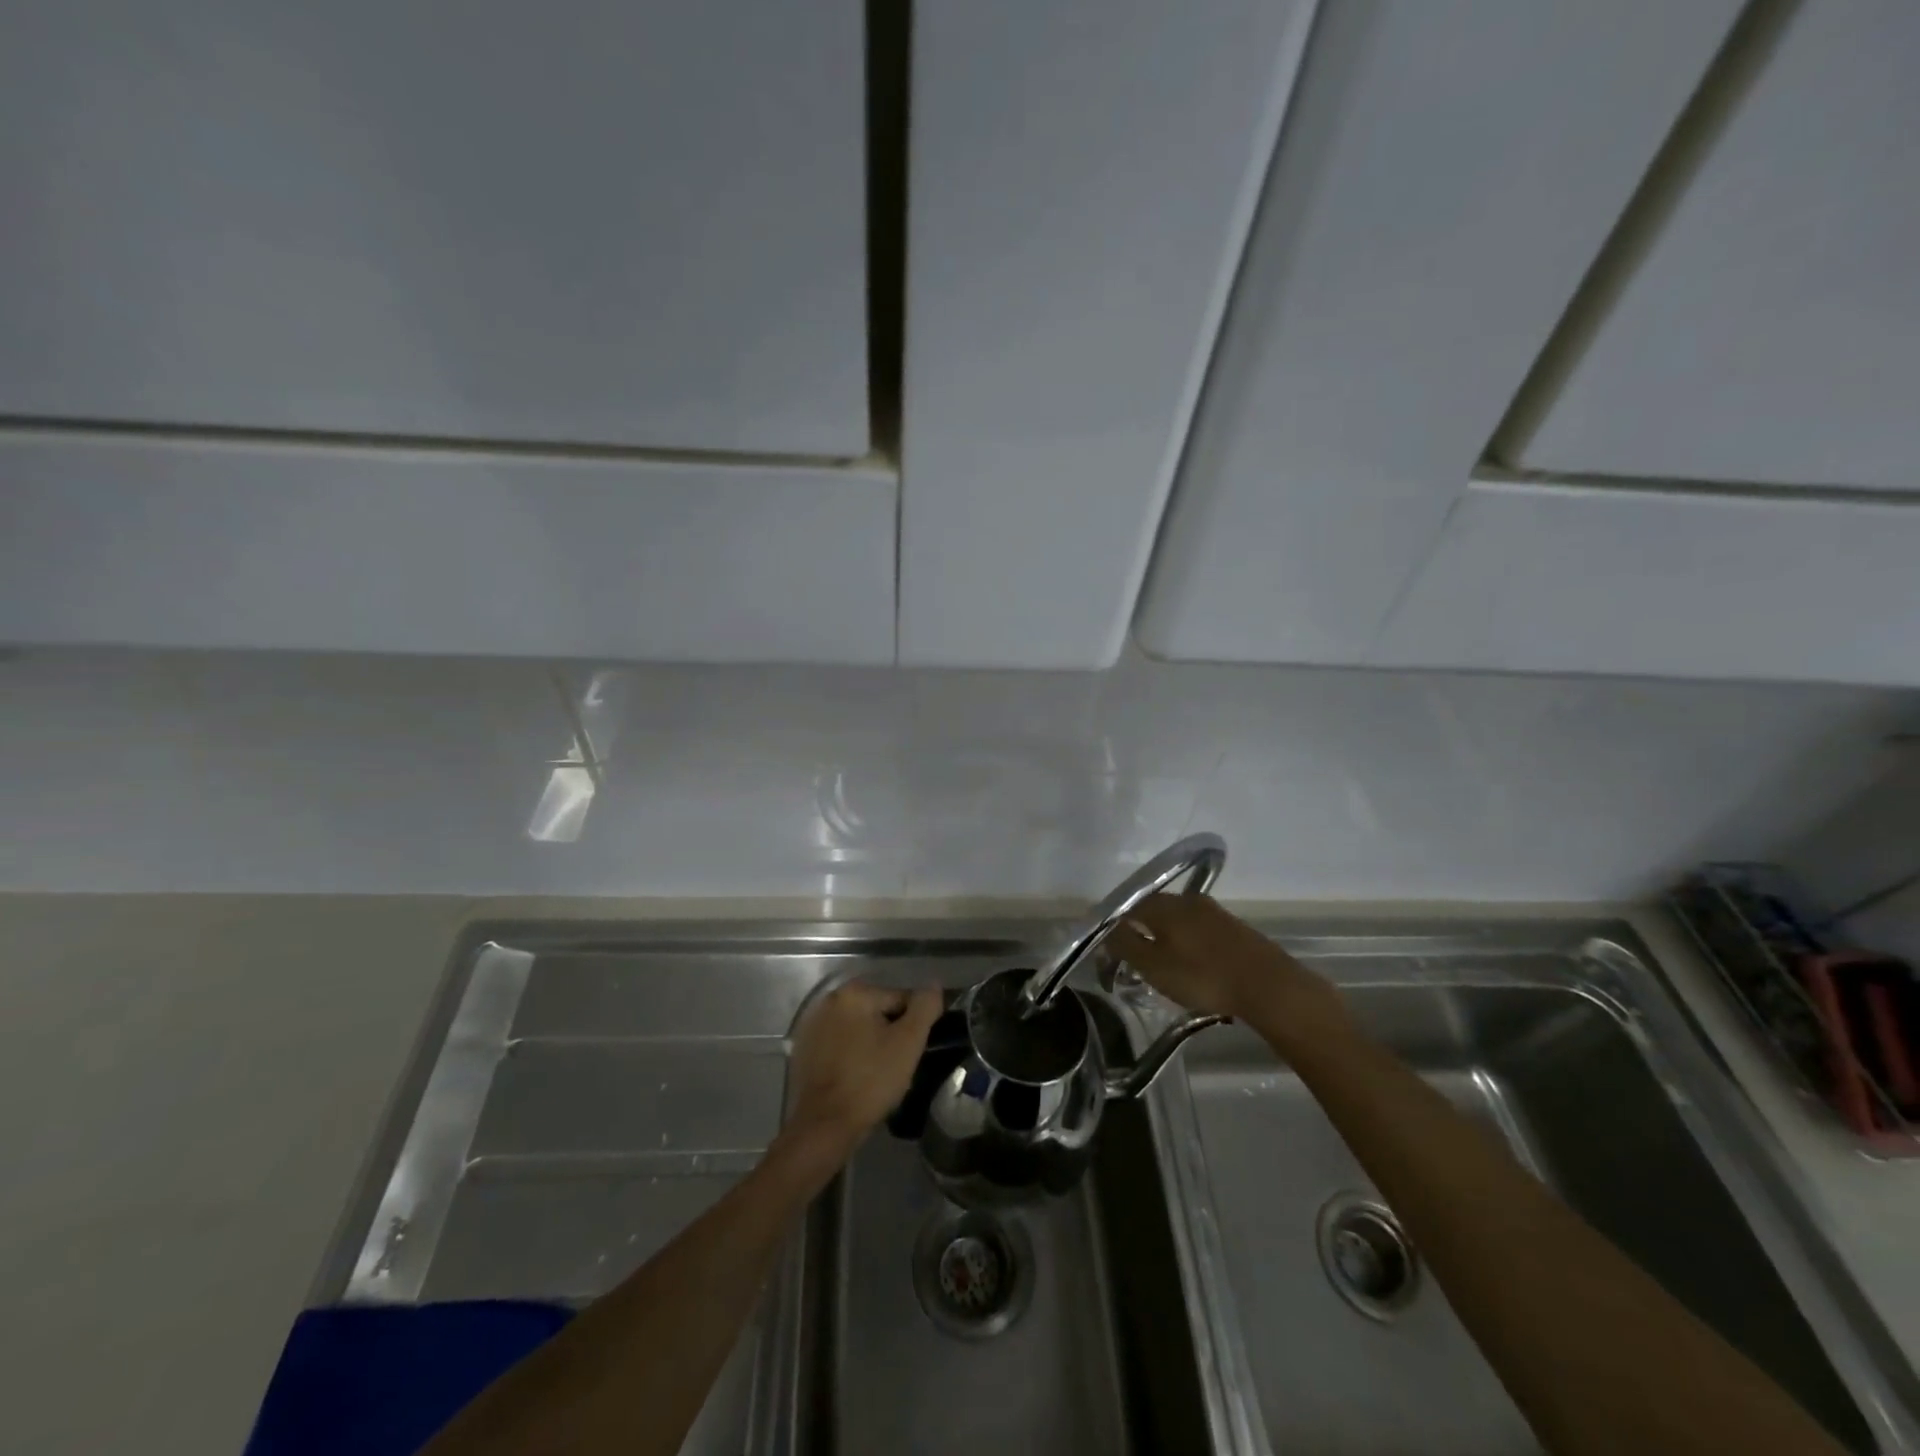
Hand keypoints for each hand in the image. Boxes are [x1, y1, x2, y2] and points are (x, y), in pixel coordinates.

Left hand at [783, 980, 942, 1159]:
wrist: (824, 1126)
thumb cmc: (870, 1081)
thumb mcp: (908, 1042)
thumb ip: (925, 1007)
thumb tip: (934, 985)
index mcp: (855, 992)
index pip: (901, 999)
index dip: (913, 1026)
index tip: (913, 1052)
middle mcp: (830, 999)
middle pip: (878, 1012)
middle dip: (891, 1034)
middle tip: (897, 1066)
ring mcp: (813, 1024)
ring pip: (858, 1028)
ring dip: (870, 1044)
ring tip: (877, 1075)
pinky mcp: (803, 1049)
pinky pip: (839, 1044)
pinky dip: (850, 1055)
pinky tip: (855, 1078)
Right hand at [1105, 894, 1341, 1029]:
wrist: (1268, 985)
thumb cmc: (1203, 976)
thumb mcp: (1153, 966)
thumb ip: (1125, 945)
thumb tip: (1107, 930)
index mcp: (1164, 905)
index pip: (1129, 907)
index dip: (1117, 928)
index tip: (1113, 952)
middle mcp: (1187, 900)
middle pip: (1154, 911)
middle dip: (1142, 932)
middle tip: (1137, 960)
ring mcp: (1214, 912)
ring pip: (1178, 921)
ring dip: (1167, 939)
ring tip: (1164, 966)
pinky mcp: (1234, 928)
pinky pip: (1199, 931)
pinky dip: (1189, 944)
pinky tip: (1193, 965)